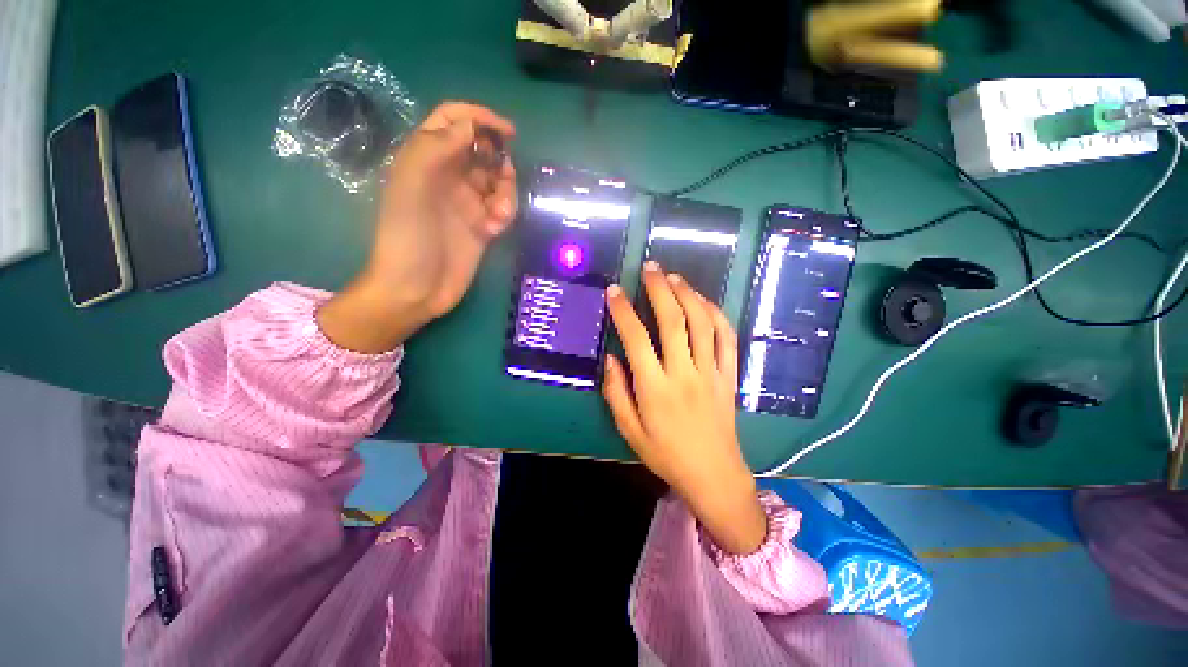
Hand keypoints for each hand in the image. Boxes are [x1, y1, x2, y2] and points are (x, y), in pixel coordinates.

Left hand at [318, 102, 517, 352]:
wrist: (416, 289)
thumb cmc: (407, 237)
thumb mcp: (411, 186)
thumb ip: (435, 148)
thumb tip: (470, 125)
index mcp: (425, 159)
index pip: (453, 121)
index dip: (479, 118)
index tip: (507, 131)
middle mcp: (448, 176)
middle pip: (483, 151)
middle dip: (498, 161)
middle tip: (503, 178)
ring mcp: (466, 203)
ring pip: (498, 181)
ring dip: (506, 192)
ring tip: (498, 214)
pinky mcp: (481, 226)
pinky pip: (503, 208)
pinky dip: (506, 214)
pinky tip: (497, 229)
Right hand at [602, 261, 766, 553]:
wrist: (713, 475)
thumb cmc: (666, 455)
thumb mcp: (629, 431)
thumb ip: (616, 393)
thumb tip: (611, 357)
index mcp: (655, 389)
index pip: (636, 339)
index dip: (623, 311)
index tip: (614, 291)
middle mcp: (684, 374)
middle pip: (673, 321)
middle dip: (659, 290)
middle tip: (649, 268)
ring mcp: (711, 373)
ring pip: (702, 324)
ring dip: (688, 295)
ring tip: (673, 277)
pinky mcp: (729, 376)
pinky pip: (727, 339)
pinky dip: (717, 315)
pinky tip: (704, 302)